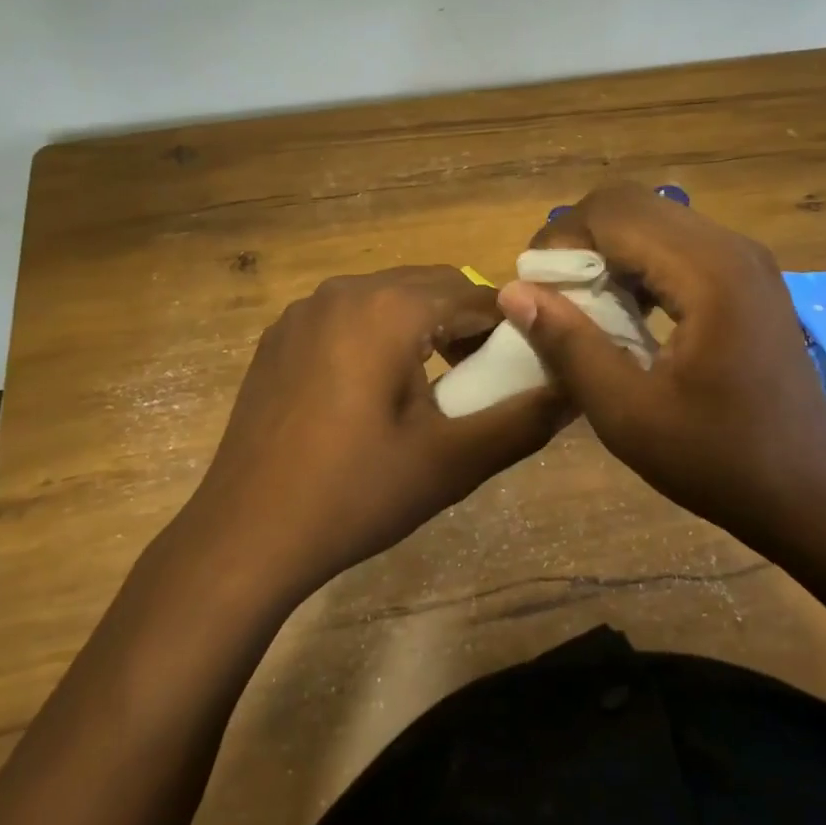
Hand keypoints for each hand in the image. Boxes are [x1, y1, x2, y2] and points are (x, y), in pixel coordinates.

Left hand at [182, 266, 562, 601]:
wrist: (246, 537)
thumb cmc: (357, 493)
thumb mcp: (454, 460)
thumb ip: (526, 418)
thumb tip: (578, 387)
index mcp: (390, 307)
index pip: (477, 295)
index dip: (512, 328)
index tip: (528, 368)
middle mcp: (345, 290)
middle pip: (431, 288)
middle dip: (467, 325)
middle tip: (482, 382)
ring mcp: (304, 311)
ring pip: (389, 299)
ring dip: (423, 328)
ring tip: (435, 388)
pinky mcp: (279, 338)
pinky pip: (348, 318)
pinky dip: (379, 337)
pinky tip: (374, 394)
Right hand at [496, 184, 825, 546]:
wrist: (807, 491)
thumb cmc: (717, 460)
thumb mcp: (627, 414)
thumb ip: (569, 345)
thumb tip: (513, 291)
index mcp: (709, 272)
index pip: (614, 212)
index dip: (561, 240)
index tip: (534, 289)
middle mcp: (733, 248)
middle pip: (634, 206)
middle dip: (581, 240)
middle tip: (553, 296)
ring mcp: (748, 260)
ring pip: (656, 221)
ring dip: (610, 252)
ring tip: (584, 306)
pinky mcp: (750, 278)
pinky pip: (681, 246)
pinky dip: (641, 266)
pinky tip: (629, 313)